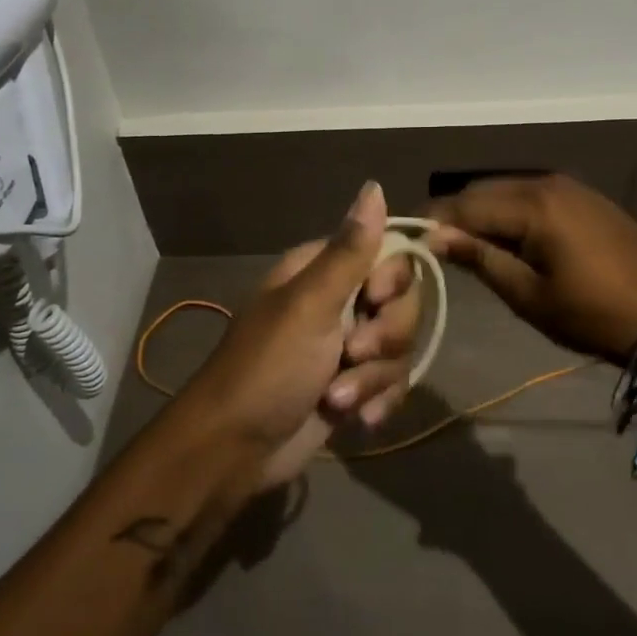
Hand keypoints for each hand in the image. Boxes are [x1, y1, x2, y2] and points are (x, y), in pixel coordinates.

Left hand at [182, 182, 420, 486]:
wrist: (235, 450)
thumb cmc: (268, 367)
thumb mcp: (310, 305)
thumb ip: (349, 250)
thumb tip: (374, 185)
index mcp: (323, 271)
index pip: (388, 253)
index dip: (393, 279)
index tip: (377, 298)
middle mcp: (339, 301)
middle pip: (401, 303)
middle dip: (384, 337)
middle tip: (351, 355)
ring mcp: (345, 346)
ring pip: (398, 347)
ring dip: (373, 378)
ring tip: (338, 399)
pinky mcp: (352, 386)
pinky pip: (390, 382)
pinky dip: (377, 401)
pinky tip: (359, 422)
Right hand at [425, 174, 636, 363]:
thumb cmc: (593, 314)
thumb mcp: (529, 295)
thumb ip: (480, 259)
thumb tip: (437, 237)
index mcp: (533, 206)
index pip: (466, 204)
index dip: (435, 219)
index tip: (411, 236)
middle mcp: (547, 183)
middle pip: (484, 190)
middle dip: (457, 213)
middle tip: (438, 244)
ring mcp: (569, 186)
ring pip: (507, 189)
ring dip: (484, 211)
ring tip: (469, 243)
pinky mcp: (584, 196)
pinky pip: (532, 194)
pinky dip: (511, 210)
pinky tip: (507, 236)